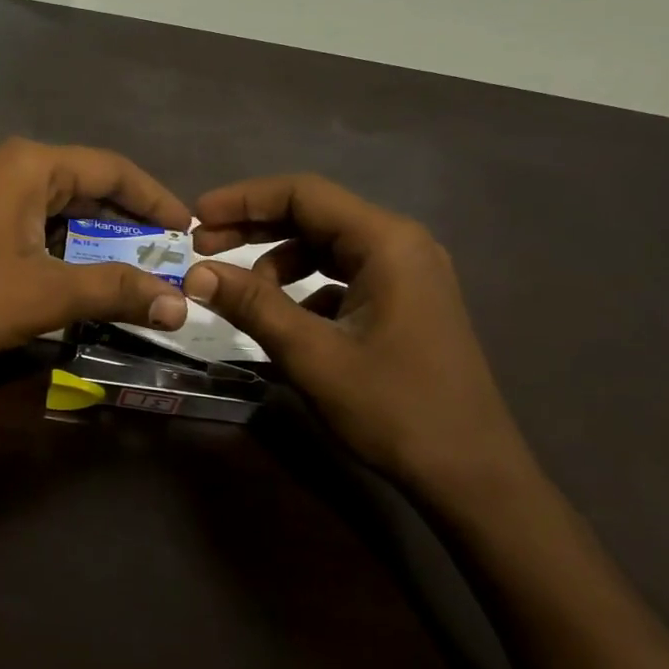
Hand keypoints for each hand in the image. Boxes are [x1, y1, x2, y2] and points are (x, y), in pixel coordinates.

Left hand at [0, 139, 191, 369]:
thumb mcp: (45, 292)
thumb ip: (114, 290)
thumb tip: (180, 304)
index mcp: (30, 165)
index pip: (113, 168)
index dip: (157, 199)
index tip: (189, 229)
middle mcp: (10, 168)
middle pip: (89, 186)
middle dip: (130, 222)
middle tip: (169, 256)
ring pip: (62, 210)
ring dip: (100, 239)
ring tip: (138, 270)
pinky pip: (37, 227)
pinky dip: (68, 250)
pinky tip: (85, 277)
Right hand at [184, 175, 535, 501]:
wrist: (471, 474)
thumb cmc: (394, 409)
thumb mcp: (313, 355)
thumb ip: (253, 305)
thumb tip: (196, 273)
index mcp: (387, 241)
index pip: (303, 193)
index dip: (243, 200)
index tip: (196, 216)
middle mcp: (401, 243)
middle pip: (314, 214)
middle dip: (254, 227)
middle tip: (202, 247)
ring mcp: (407, 272)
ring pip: (327, 245)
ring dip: (278, 259)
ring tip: (240, 291)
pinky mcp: (405, 300)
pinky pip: (343, 275)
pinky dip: (305, 285)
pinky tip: (283, 317)